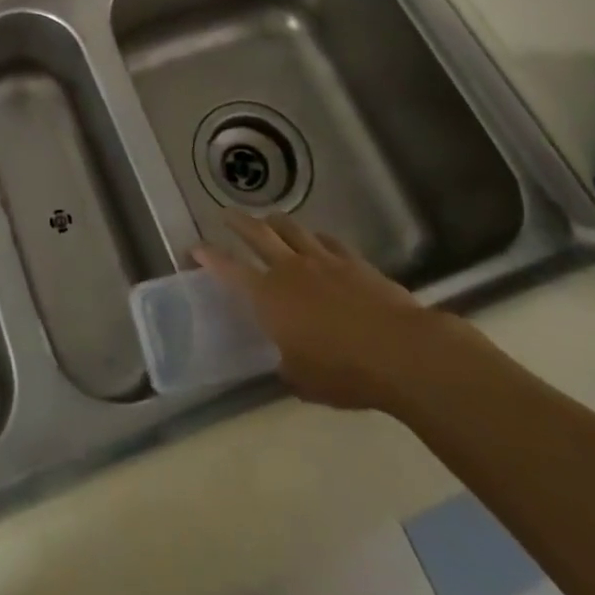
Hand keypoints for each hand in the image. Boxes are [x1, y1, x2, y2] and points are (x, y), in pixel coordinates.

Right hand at [194, 211, 483, 413]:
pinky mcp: (353, 261)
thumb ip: (287, 364)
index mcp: (268, 296)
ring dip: (276, 222)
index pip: (229, 269)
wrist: (399, 351)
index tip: (195, 247)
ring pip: (292, 229)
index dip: (209, 257)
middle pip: (257, 234)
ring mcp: (322, 260)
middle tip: (227, 214)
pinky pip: (328, 241)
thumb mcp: (303, 380)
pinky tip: (318, 241)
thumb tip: (285, 360)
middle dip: (239, 223)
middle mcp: (289, 269)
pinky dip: (316, 238)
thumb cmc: (343, 371)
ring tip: (270, 219)